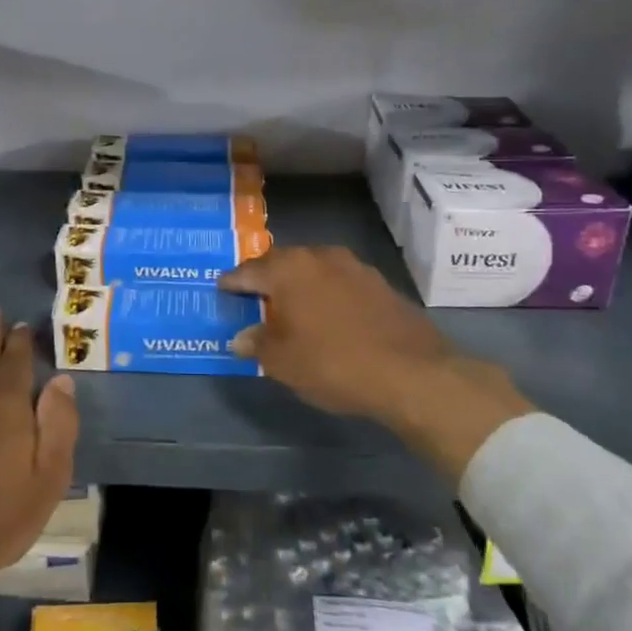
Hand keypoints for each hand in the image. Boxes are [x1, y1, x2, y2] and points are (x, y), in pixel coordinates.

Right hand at [220, 247, 533, 480]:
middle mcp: (320, 257)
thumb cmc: (332, 363)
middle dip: (267, 278)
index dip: (233, 281)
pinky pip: (340, 283)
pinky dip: (327, 295)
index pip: (249, 270)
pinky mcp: (381, 284)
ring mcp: (355, 268)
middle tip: (254, 295)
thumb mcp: (283, 362)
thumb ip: (258, 344)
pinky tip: (327, 315)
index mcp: (289, 269)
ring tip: (290, 305)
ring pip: (315, 270)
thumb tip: (241, 337)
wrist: (411, 373)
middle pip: (283, 263)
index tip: (221, 287)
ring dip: (300, 285)